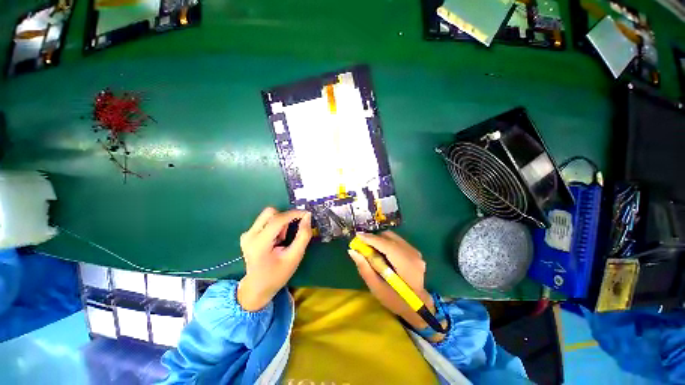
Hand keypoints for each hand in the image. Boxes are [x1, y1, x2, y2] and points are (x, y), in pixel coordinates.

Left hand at [237, 207, 312, 310]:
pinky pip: (264, 220)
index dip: (294, 214)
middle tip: (290, 232)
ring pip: (268, 215)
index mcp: (259, 244)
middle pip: (270, 212)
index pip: (278, 220)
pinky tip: (274, 240)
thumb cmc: (277, 274)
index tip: (307, 214)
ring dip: (279, 223)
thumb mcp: (295, 257)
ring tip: (281, 239)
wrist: (257, 287)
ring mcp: (246, 234)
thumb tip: (307, 217)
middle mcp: (249, 235)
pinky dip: (274, 226)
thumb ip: (303, 236)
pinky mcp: (247, 234)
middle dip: (285, 218)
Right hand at [348, 231, 434, 329]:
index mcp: (406, 265)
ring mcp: (415, 252)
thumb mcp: (376, 288)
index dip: (371, 239)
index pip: (386, 245)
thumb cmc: (396, 300)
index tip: (357, 236)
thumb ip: (364, 268)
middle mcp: (412, 254)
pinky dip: (386, 243)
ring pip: (393, 237)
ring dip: (380, 240)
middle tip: (363, 245)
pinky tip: (381, 252)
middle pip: (390, 237)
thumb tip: (353, 251)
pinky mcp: (414, 251)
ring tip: (371, 249)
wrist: (418, 306)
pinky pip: (397, 241)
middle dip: (374, 238)